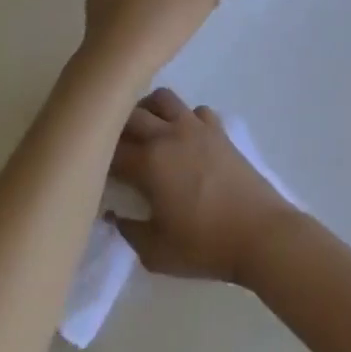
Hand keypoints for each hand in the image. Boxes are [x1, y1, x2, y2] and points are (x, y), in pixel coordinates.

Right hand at [108, 90, 297, 284]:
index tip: (90, 171)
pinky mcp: (220, 131)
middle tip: (110, 150)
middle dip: (114, 127)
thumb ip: (128, 230)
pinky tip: (183, 139)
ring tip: (143, 134)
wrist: (260, 233)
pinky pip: (195, 110)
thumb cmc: (204, 245)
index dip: (95, 159)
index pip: (110, 150)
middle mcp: (170, 134)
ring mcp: (198, 128)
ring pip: (163, 99)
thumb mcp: (155, 252)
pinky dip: (183, 117)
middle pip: (132, 114)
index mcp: (149, 162)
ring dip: (147, 110)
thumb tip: (114, 214)